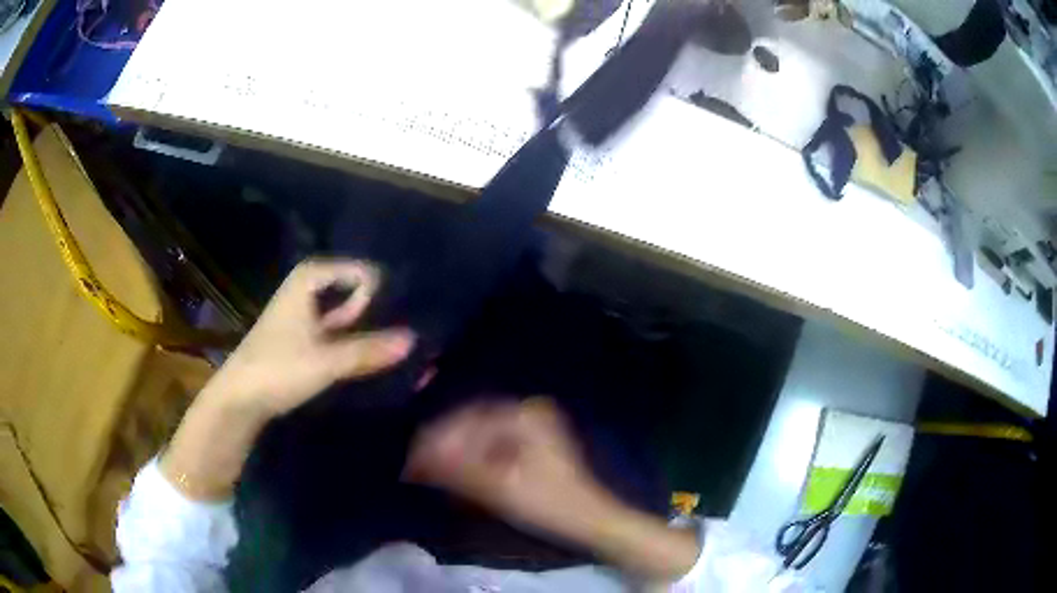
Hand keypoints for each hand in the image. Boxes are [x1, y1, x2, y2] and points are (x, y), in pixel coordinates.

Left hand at [206, 258, 415, 417]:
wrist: (239, 398)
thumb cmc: (277, 368)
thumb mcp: (326, 360)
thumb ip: (368, 350)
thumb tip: (414, 339)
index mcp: (308, 280)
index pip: (359, 272)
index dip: (380, 293)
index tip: (398, 318)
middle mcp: (306, 290)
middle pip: (352, 290)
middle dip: (378, 310)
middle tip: (407, 330)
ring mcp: (303, 315)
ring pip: (345, 313)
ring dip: (367, 328)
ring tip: (396, 346)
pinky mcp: (302, 338)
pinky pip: (336, 332)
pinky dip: (352, 341)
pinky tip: (371, 357)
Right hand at [405, 398, 616, 540]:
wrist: (590, 521)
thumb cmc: (548, 504)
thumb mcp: (498, 487)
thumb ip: (454, 469)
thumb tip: (412, 457)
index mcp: (524, 414)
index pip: (466, 419)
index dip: (435, 439)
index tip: (410, 458)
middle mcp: (527, 411)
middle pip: (471, 425)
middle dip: (444, 447)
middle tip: (417, 467)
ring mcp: (532, 426)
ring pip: (479, 436)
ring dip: (457, 454)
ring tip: (432, 473)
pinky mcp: (532, 444)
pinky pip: (492, 445)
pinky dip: (474, 460)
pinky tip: (458, 475)